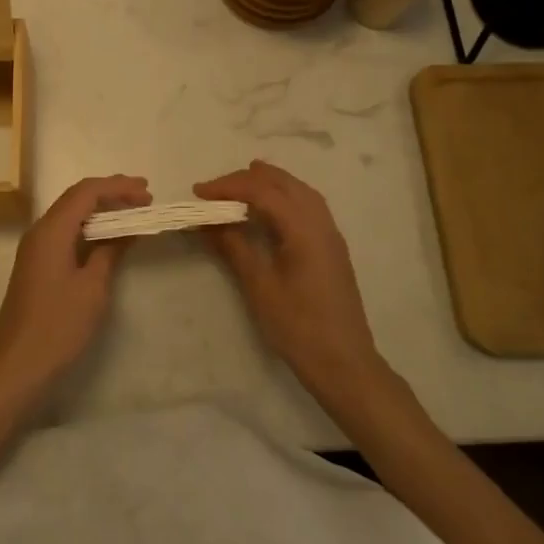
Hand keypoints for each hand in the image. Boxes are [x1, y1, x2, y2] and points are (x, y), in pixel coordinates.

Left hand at [0, 174, 151, 397]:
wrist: (16, 364)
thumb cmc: (58, 325)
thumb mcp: (92, 288)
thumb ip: (109, 252)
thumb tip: (125, 230)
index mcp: (52, 230)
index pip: (86, 192)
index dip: (118, 187)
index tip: (147, 193)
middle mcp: (40, 230)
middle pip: (76, 198)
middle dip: (110, 192)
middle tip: (144, 195)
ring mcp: (36, 247)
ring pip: (71, 214)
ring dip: (100, 208)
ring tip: (132, 210)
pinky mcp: (37, 263)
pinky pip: (66, 231)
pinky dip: (90, 227)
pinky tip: (108, 236)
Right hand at [194, 161, 384, 401]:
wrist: (344, 364)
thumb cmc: (298, 327)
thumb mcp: (259, 286)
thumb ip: (235, 246)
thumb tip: (209, 221)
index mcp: (303, 229)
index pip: (262, 191)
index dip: (228, 186)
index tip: (198, 192)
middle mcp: (321, 222)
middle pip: (283, 183)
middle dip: (247, 179)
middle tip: (215, 189)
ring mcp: (330, 234)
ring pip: (299, 191)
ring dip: (268, 183)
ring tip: (240, 187)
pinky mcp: (332, 247)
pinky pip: (307, 205)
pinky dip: (283, 196)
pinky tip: (267, 210)